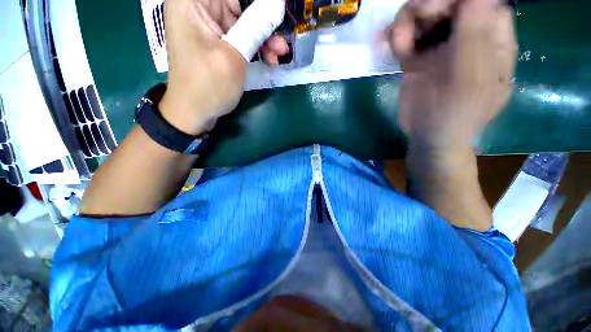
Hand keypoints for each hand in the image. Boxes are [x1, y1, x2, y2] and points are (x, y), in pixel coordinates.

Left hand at [160, 0, 288, 134]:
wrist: (195, 113)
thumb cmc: (208, 86)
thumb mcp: (233, 56)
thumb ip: (254, 28)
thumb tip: (278, 5)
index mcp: (192, 1)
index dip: (258, 3)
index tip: (276, 11)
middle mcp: (199, 6)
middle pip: (240, 3)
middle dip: (264, 19)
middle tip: (281, 38)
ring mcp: (209, 25)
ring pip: (244, 20)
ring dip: (264, 36)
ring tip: (280, 53)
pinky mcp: (218, 41)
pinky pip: (242, 36)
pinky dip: (257, 46)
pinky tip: (270, 59)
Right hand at [388, 0, 517, 146]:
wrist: (429, 136)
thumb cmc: (457, 114)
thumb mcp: (471, 79)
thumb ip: (474, 36)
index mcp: (490, 38)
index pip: (479, 0)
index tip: (435, 8)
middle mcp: (466, 36)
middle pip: (447, 3)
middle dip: (426, 7)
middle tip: (411, 24)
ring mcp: (440, 47)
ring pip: (423, 17)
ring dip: (407, 23)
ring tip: (399, 43)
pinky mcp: (418, 59)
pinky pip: (407, 38)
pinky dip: (398, 39)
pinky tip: (394, 48)